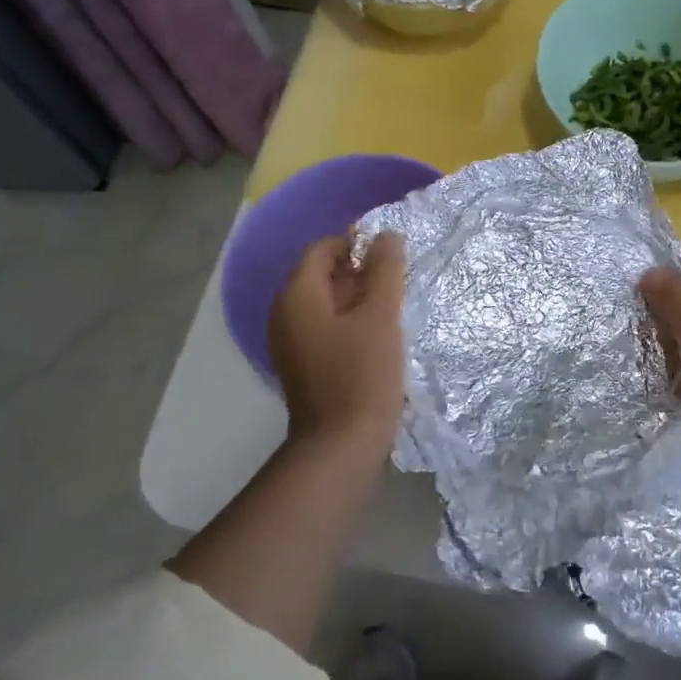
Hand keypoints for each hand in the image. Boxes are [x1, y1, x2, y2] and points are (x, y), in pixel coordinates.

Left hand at [269, 232, 406, 455]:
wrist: (341, 444)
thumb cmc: (362, 374)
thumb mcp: (381, 316)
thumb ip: (385, 270)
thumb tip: (387, 235)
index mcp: (296, 296)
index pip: (322, 249)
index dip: (356, 244)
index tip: (391, 256)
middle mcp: (283, 314)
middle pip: (321, 275)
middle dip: (358, 272)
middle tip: (396, 282)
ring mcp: (289, 343)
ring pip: (324, 304)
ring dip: (356, 299)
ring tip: (391, 308)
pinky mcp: (302, 365)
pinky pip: (323, 329)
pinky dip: (348, 323)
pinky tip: (376, 336)